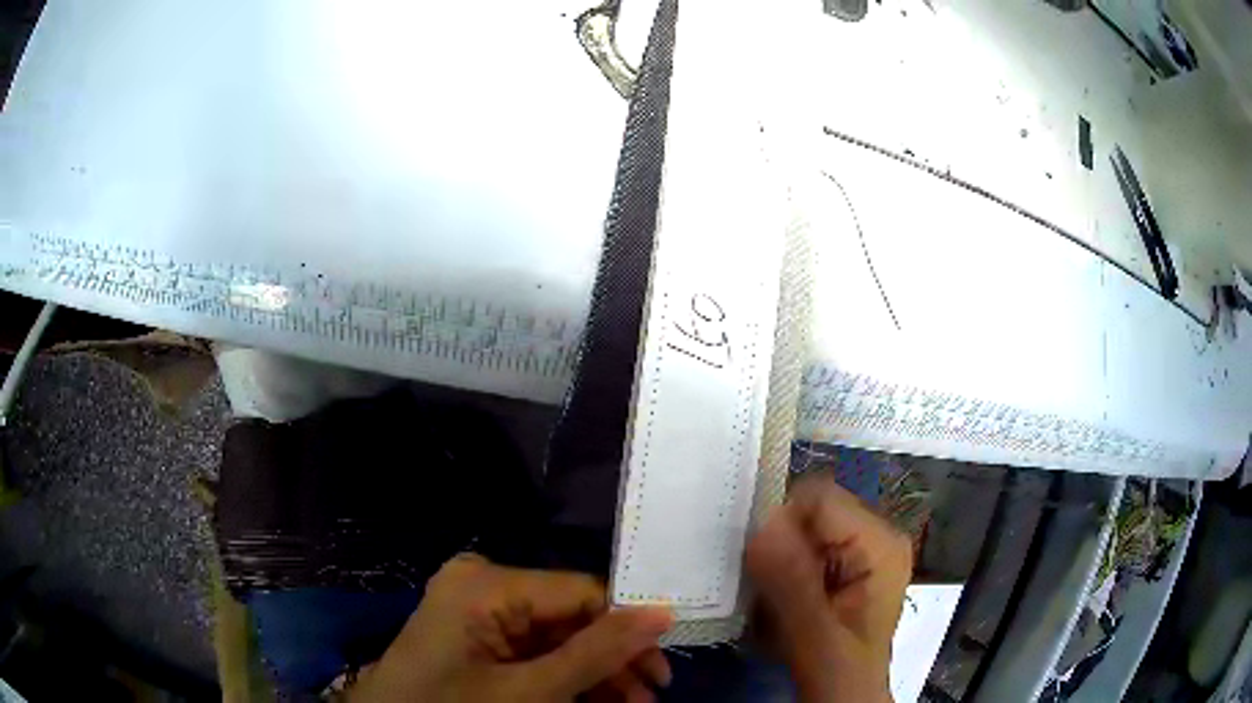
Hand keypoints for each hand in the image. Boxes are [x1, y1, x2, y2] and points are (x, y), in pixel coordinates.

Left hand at [349, 555, 672, 701]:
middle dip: (613, 661)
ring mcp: (477, 609)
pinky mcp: (476, 632)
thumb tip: (663, 612)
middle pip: (571, 618)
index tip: (663, 671)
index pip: (582, 592)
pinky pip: (533, 649)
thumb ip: (597, 653)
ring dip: (595, 673)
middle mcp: (483, 584)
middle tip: (650, 698)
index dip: (628, 629)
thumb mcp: (530, 691)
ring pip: (557, 638)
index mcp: (487, 584)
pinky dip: (565, 676)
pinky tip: (595, 700)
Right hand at [746, 475, 912, 702]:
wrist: (847, 700)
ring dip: (776, 568)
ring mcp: (860, 552)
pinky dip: (780, 578)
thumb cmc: (840, 675)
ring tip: (777, 609)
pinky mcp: (843, 569)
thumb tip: (761, 525)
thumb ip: (792, 582)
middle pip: (808, 514)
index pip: (818, 498)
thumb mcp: (816, 636)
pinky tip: (783, 610)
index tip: (761, 569)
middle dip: (777, 550)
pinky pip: (799, 554)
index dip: (781, 526)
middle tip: (768, 596)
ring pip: (798, 535)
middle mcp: (875, 536)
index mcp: (880, 543)